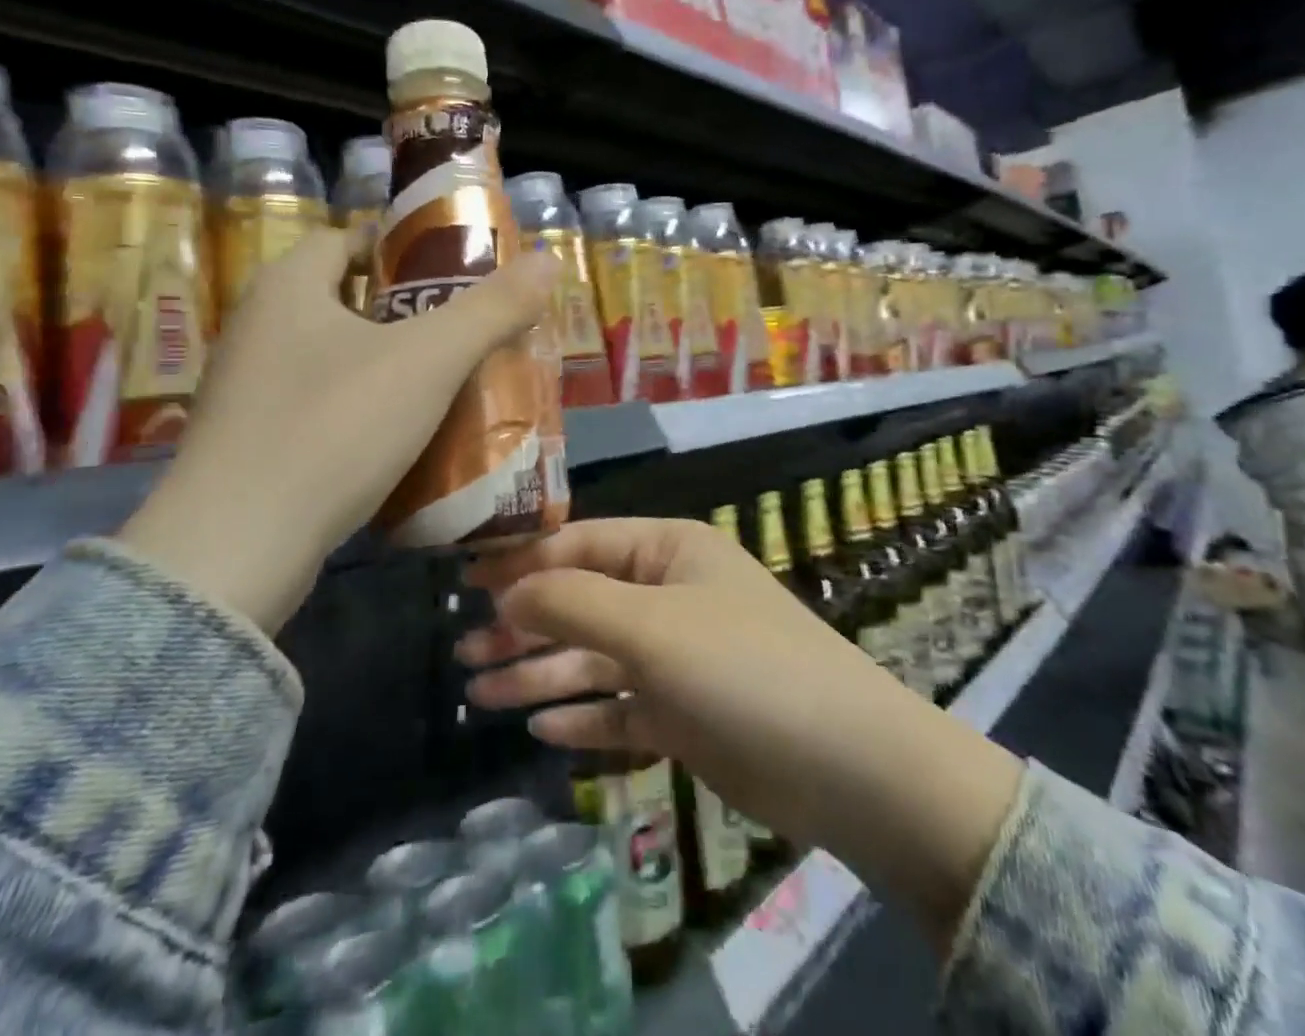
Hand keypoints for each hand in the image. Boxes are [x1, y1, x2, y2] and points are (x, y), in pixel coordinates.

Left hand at [121, 227, 555, 633]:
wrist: (236, 548)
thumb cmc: (335, 427)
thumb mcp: (429, 360)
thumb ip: (492, 308)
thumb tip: (550, 259)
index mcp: (288, 288)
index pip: (346, 240)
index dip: (400, 249)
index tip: (453, 274)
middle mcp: (257, 329)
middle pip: (345, 301)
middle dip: (407, 313)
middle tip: (466, 332)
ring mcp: (247, 391)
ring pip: (335, 360)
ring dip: (388, 367)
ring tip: (449, 385)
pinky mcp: (250, 445)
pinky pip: (320, 408)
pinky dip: (363, 412)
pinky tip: (405, 440)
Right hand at [458, 518, 1024, 956]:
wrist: (842, 762)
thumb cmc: (739, 668)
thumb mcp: (649, 625)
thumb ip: (572, 602)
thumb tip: (507, 590)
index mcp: (668, 550)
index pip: (580, 542)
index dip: (522, 561)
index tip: (464, 584)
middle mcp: (670, 593)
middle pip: (581, 601)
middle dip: (523, 624)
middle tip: (461, 651)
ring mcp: (678, 655)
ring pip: (594, 658)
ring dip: (540, 673)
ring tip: (478, 693)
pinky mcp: (685, 712)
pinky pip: (620, 707)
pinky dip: (583, 716)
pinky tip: (541, 729)